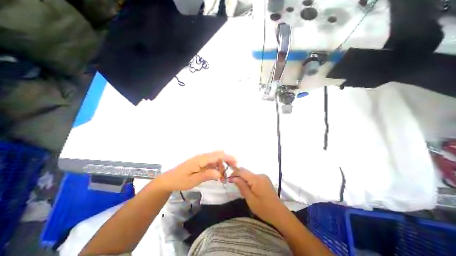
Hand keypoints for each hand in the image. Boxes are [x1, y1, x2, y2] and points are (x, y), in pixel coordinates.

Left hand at [156, 150, 236, 191]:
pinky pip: (212, 163)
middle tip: (232, 171)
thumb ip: (207, 175)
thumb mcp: (193, 180)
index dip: (228, 157)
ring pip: (216, 159)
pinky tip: (217, 176)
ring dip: (222, 166)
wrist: (169, 180)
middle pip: (219, 155)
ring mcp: (201, 159)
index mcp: (201, 159)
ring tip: (223, 178)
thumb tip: (220, 173)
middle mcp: (202, 156)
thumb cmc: (180, 180)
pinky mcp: (200, 162)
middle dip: (227, 161)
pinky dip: (217, 168)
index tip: (236, 163)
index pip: (218, 155)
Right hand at [233, 168, 285, 225]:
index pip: (242, 171)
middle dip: (239, 176)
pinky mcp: (265, 180)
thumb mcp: (250, 199)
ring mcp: (264, 177)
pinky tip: (250, 189)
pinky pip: (254, 177)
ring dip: (244, 179)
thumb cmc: (264, 209)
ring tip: (242, 189)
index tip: (229, 179)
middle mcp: (260, 175)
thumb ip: (242, 186)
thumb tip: (233, 177)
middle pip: (246, 172)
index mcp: (256, 179)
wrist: (279, 214)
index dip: (234, 173)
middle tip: (234, 185)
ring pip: (250, 175)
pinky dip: (249, 181)